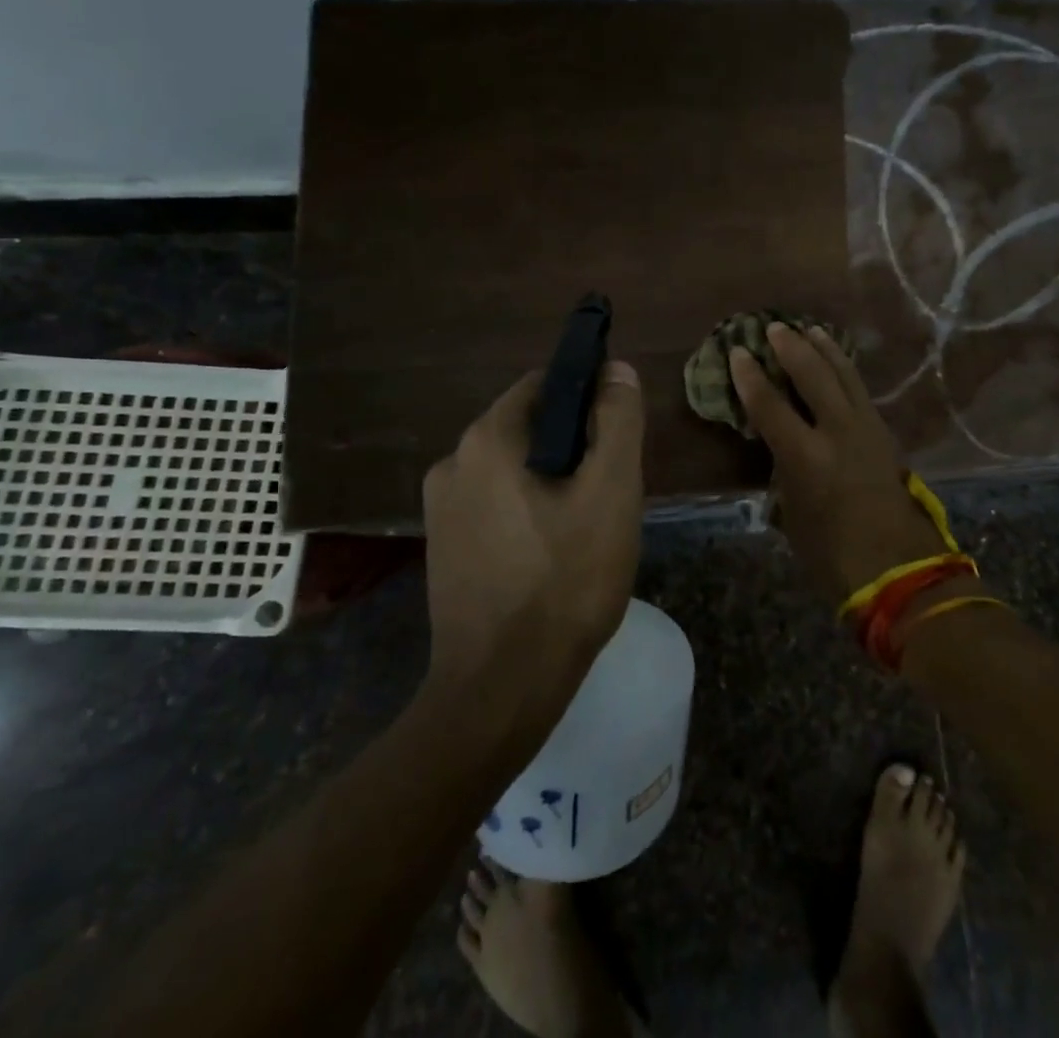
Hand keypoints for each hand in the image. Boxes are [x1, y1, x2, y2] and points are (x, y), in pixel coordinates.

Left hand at [421, 363, 645, 686]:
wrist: (502, 688)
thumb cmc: (565, 581)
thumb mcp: (611, 492)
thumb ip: (617, 421)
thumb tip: (616, 369)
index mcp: (486, 440)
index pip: (544, 385)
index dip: (589, 397)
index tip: (618, 435)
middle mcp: (452, 463)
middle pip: (529, 428)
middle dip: (574, 447)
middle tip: (610, 491)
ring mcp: (440, 510)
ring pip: (514, 470)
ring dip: (553, 482)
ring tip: (588, 528)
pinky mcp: (444, 549)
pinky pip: (496, 506)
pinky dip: (529, 512)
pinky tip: (555, 555)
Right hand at [730, 323, 944, 607]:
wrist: (896, 567)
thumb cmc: (831, 552)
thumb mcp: (792, 513)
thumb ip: (783, 472)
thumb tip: (780, 450)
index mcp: (805, 456)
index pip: (769, 404)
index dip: (750, 377)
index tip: (738, 352)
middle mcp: (837, 432)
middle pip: (812, 374)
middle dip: (791, 347)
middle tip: (774, 328)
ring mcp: (866, 428)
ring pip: (844, 374)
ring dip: (824, 349)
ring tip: (810, 330)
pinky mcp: (884, 433)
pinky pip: (860, 390)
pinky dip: (845, 370)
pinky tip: (839, 364)